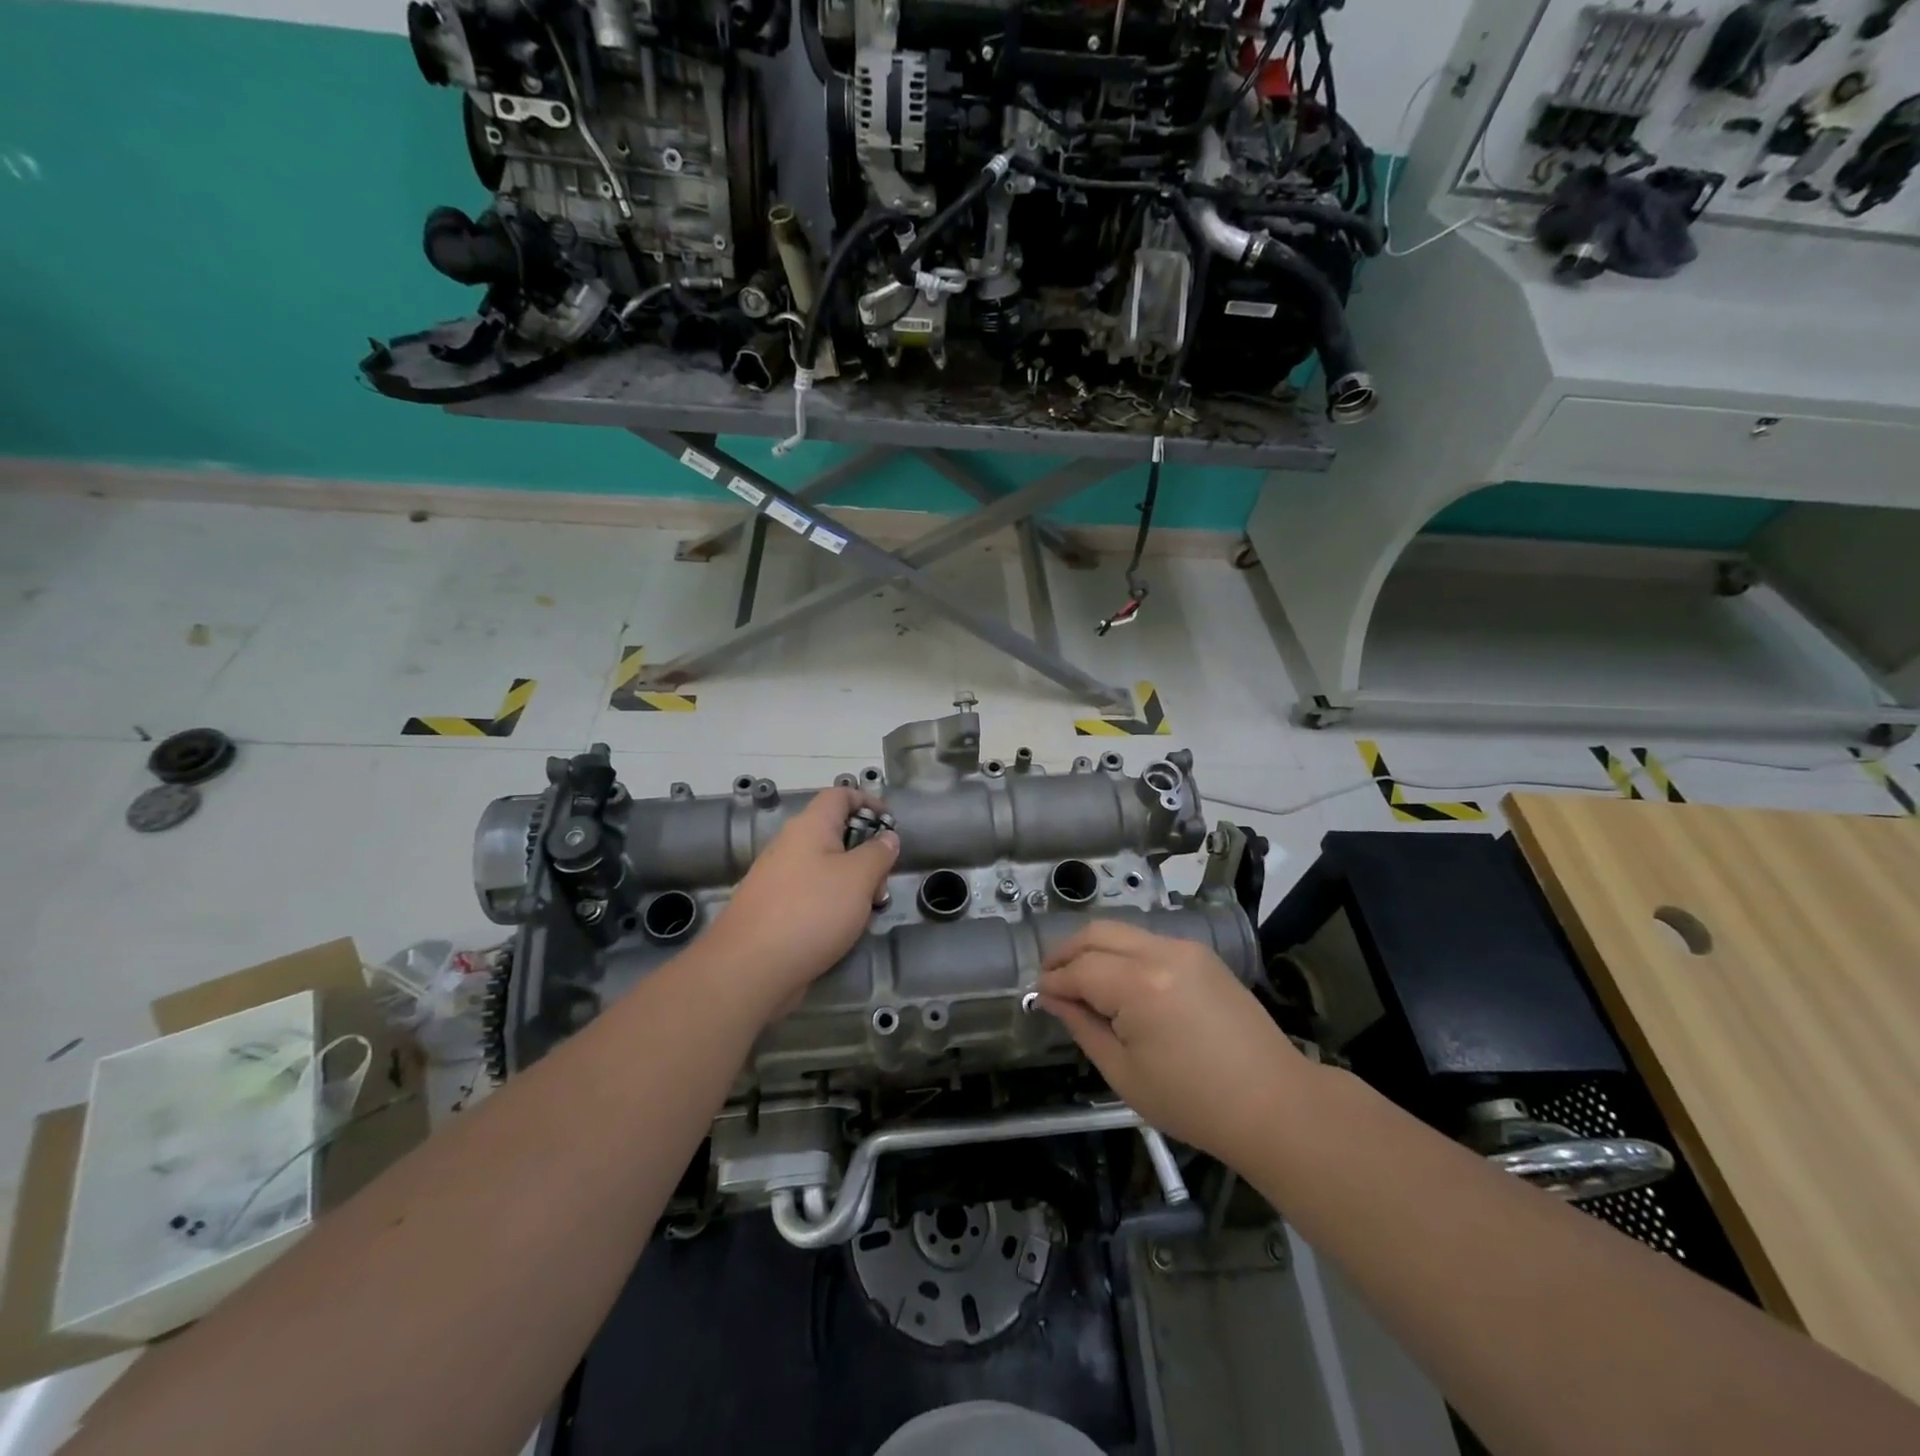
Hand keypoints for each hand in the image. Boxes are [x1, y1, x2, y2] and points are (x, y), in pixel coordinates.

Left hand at [707, 785, 897, 1014]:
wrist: (750, 968)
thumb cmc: (811, 911)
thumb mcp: (859, 878)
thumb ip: (878, 853)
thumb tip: (887, 837)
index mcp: (810, 827)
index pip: (840, 795)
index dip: (868, 802)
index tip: (891, 825)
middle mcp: (791, 846)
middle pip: (836, 835)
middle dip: (866, 855)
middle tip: (882, 884)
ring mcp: (779, 879)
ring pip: (826, 870)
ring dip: (853, 886)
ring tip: (867, 914)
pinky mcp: (774, 910)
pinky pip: (812, 896)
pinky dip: (833, 907)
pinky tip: (842, 932)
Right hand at [1040, 920, 1306, 1166]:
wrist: (1274, 1104)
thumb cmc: (1193, 1102)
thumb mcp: (1124, 1073)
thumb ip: (1083, 1026)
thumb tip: (1053, 999)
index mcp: (1139, 985)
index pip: (1080, 969)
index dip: (1054, 981)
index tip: (1038, 995)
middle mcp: (1161, 952)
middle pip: (1097, 933)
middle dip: (1067, 952)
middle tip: (1050, 978)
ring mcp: (1186, 948)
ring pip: (1123, 932)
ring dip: (1094, 948)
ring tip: (1079, 978)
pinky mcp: (1202, 955)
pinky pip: (1149, 942)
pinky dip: (1123, 952)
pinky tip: (1117, 979)